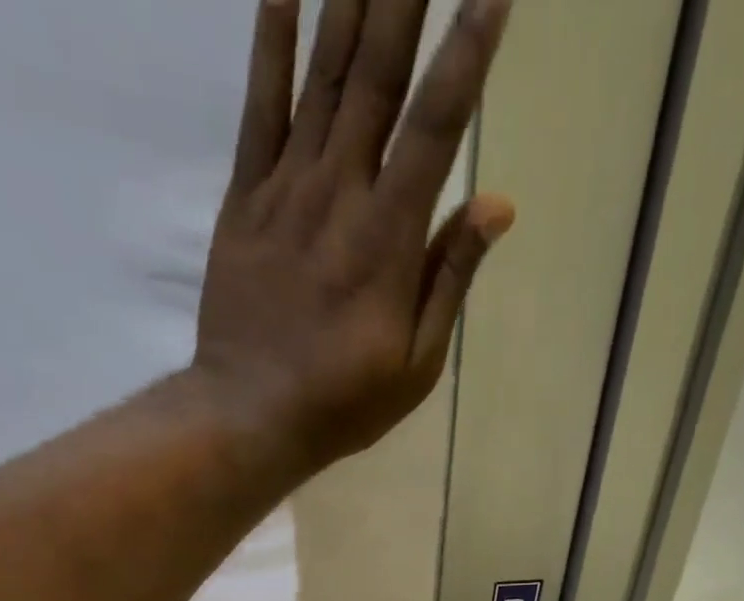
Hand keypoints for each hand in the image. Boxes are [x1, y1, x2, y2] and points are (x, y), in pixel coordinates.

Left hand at [194, 0, 516, 485]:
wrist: (249, 415)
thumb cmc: (344, 402)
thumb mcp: (416, 364)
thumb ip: (451, 279)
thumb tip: (497, 202)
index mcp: (390, 240)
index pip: (437, 126)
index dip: (468, 53)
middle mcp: (340, 194)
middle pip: (379, 76)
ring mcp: (286, 190)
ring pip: (325, 77)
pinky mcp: (246, 199)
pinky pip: (260, 108)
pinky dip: (273, 44)